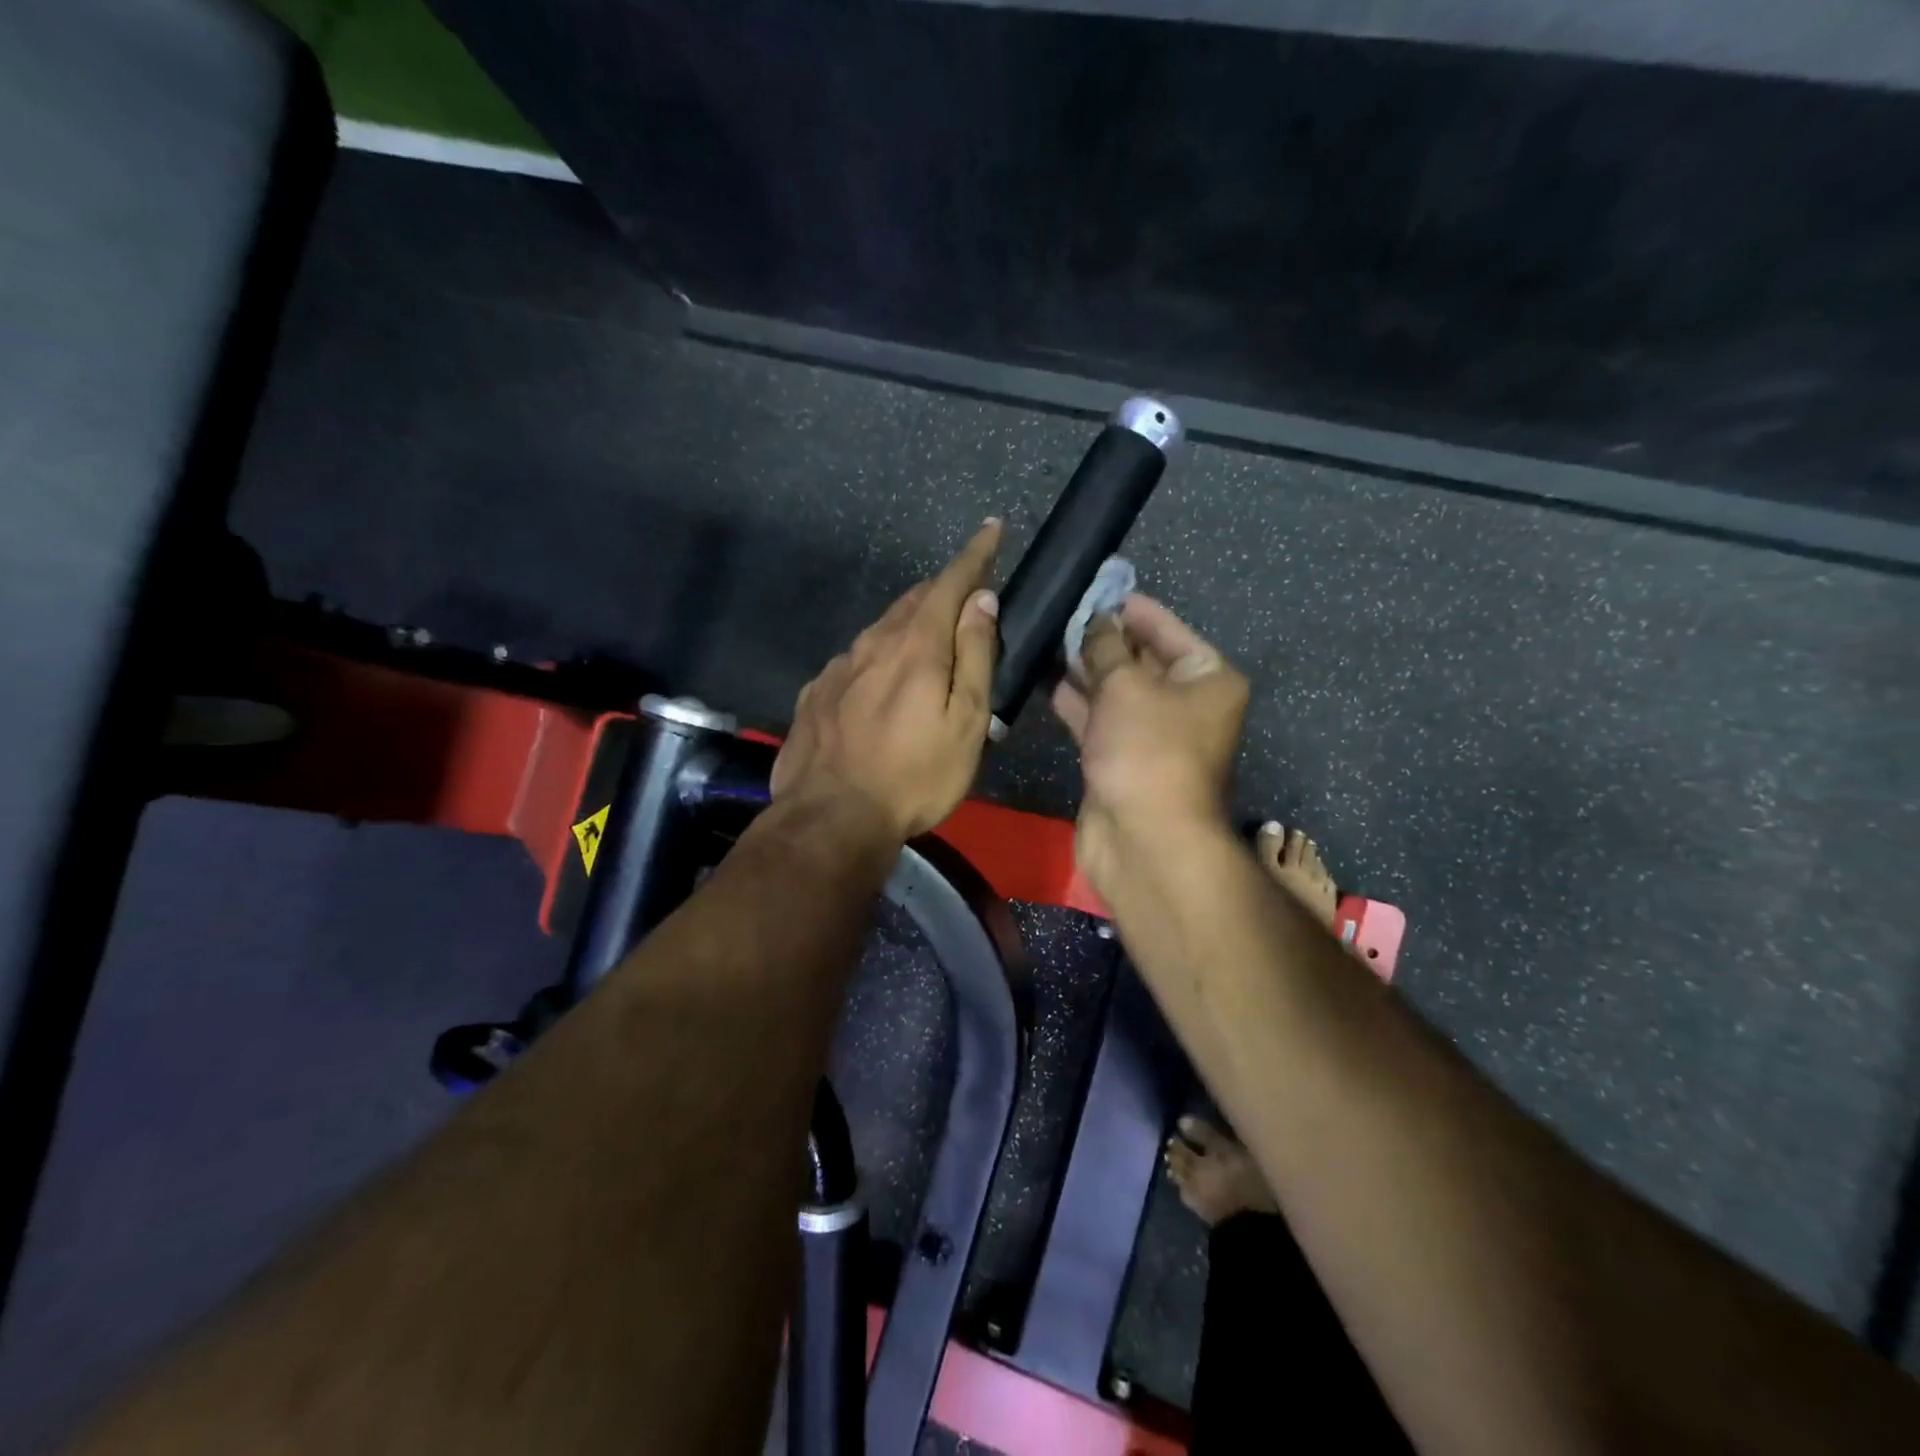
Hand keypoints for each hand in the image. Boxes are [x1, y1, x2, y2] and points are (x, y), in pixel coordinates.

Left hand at [772, 520, 1002, 841]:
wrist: (830, 818)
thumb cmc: (914, 776)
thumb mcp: (965, 722)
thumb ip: (974, 657)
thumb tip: (981, 601)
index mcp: (916, 646)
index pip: (950, 583)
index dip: (974, 555)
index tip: (991, 528)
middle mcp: (873, 644)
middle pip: (912, 601)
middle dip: (942, 589)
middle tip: (965, 594)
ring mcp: (837, 668)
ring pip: (880, 629)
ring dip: (908, 623)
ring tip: (926, 637)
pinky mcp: (816, 694)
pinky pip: (854, 661)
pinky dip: (876, 657)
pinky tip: (878, 682)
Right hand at [1051, 595, 1248, 893]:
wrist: (1144, 841)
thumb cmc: (1147, 750)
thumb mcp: (1125, 686)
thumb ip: (1104, 647)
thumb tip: (1095, 619)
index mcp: (1208, 678)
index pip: (1167, 630)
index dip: (1131, 608)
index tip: (1094, 588)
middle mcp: (1185, 704)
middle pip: (1141, 660)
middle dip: (1102, 638)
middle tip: (1060, 612)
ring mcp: (1152, 736)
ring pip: (1115, 692)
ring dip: (1084, 670)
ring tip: (1046, 639)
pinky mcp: (1121, 760)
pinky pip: (1099, 720)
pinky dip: (1077, 703)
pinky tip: (1044, 681)